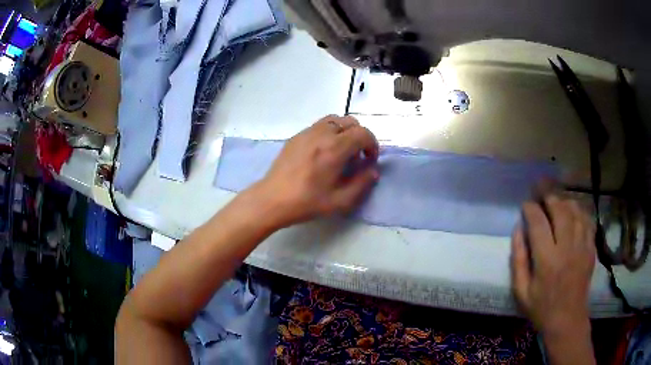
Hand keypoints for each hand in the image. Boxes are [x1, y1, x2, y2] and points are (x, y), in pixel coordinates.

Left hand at [252, 115, 378, 227]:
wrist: (272, 200)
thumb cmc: (307, 202)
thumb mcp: (340, 201)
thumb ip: (361, 183)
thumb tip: (373, 170)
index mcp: (335, 148)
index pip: (363, 133)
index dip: (372, 145)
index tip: (370, 160)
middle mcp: (322, 134)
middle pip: (350, 122)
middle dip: (360, 136)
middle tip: (357, 156)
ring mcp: (307, 132)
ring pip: (334, 120)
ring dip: (344, 131)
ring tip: (340, 151)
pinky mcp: (296, 136)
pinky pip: (319, 125)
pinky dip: (329, 132)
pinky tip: (322, 152)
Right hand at [511, 194, 595, 336]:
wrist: (567, 319)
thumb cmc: (541, 308)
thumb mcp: (521, 291)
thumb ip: (518, 260)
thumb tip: (517, 230)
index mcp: (547, 260)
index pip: (538, 223)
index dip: (530, 209)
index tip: (526, 205)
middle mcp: (566, 248)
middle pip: (559, 210)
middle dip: (548, 196)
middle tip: (541, 192)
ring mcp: (582, 246)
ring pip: (575, 211)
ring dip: (564, 201)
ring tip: (556, 200)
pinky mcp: (590, 248)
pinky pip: (587, 220)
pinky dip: (579, 211)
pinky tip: (573, 211)